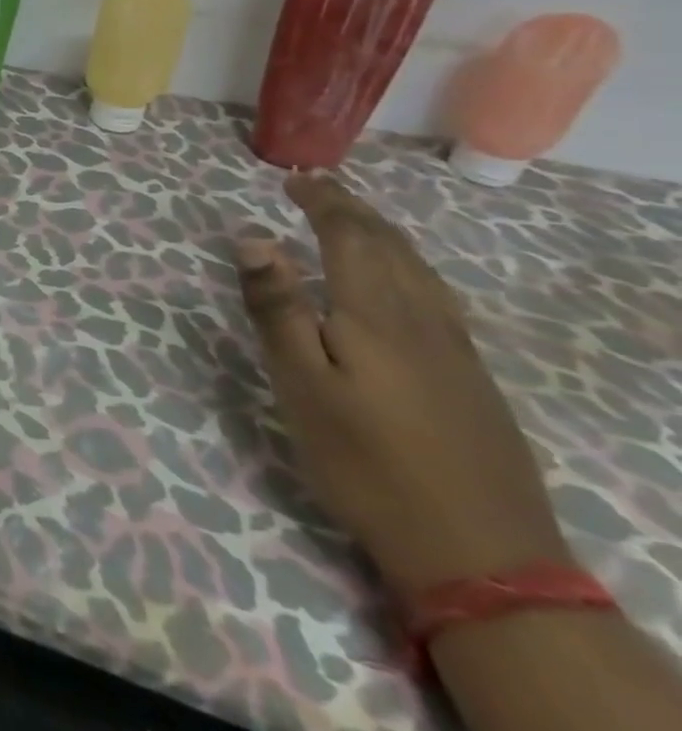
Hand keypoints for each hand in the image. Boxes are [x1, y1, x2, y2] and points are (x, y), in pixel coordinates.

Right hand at [236, 173, 571, 601]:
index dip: (322, 202)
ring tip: (354, 219)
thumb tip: (252, 237)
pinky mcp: (471, 376)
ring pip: (419, 269)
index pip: (349, 237)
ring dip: (382, 234)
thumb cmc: (364, 461)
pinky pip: (437, 295)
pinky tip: (403, 280)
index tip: (293, 179)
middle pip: (389, 246)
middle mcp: (420, 318)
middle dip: (351, 210)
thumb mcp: (300, 385)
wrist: (477, 551)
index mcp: (374, 314)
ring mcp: (454, 348)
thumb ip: (276, 308)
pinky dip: (409, 266)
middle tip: (317, 187)